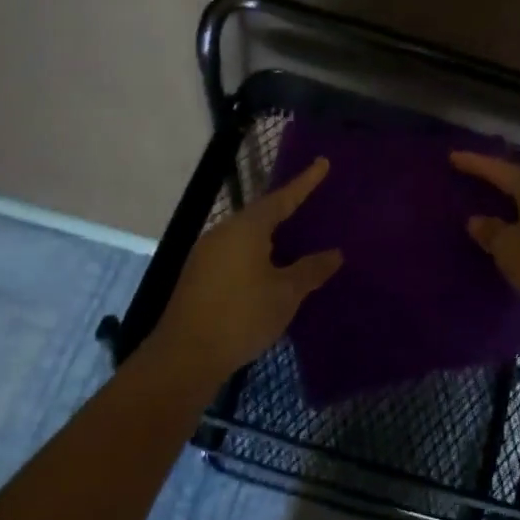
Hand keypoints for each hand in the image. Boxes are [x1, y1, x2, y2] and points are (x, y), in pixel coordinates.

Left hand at [151, 157, 342, 378]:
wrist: (185, 357)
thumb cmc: (241, 316)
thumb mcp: (286, 293)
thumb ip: (311, 270)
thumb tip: (334, 254)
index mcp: (246, 229)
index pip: (282, 198)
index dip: (305, 182)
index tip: (322, 163)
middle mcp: (223, 233)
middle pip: (261, 214)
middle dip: (287, 209)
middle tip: (312, 203)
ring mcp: (207, 255)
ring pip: (247, 236)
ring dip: (271, 236)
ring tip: (296, 238)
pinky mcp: (199, 277)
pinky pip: (236, 253)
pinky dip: (258, 254)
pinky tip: (271, 269)